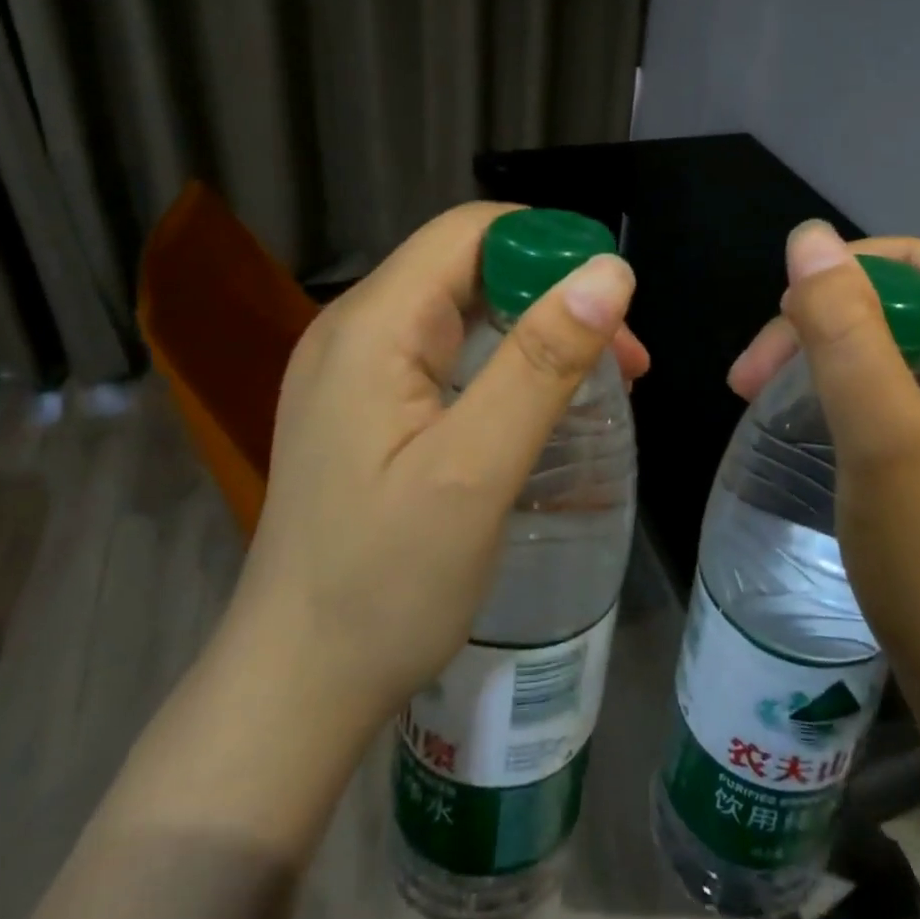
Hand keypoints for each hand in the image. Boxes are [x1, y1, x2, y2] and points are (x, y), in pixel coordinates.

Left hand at [229, 201, 641, 727]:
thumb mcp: (476, 469)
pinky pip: (447, 354)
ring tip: (599, 381)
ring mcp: (356, 371)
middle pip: (468, 267)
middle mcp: (356, 330)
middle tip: (622, 359)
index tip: (614, 302)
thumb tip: (610, 271)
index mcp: (373, 326)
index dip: (548, 245)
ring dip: (535, 330)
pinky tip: (540, 404)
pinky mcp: (366, 407)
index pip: (469, 232)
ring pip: (463, 310)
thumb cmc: (384, 583)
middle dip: (553, 294)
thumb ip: (541, 363)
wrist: (297, 687)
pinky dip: (505, 363)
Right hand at [728, 221, 919, 729]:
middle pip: (909, 307)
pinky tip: (823, 424)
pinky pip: (913, 393)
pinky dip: (858, 397)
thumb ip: (843, 327)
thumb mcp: (880, 433)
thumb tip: (808, 236)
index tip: (779, 321)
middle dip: (825, 326)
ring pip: (904, 351)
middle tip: (752, 378)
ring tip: (769, 399)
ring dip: (832, 362)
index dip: (844, 272)